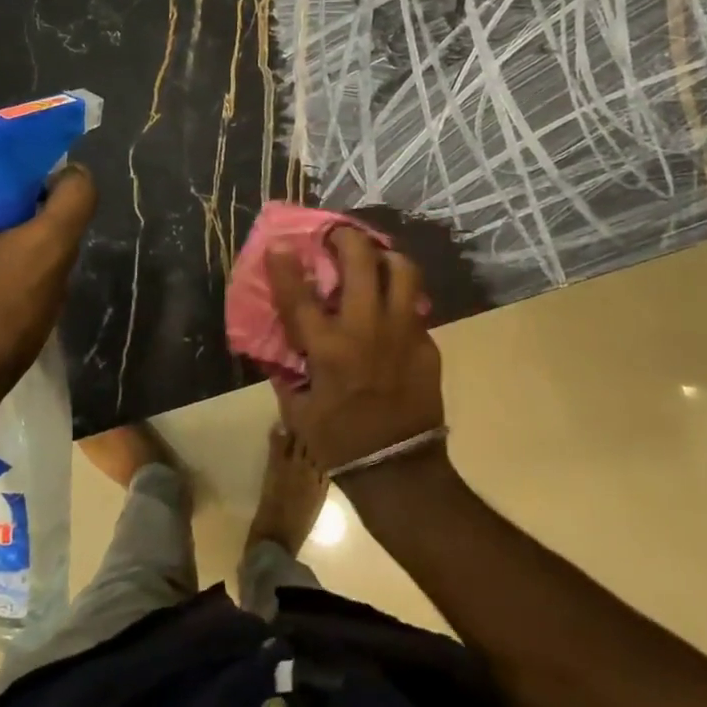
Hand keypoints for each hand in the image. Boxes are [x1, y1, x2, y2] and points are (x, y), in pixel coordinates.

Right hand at [264, 227, 444, 478]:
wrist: (398, 470)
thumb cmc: (340, 443)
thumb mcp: (298, 410)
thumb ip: (288, 372)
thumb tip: (280, 348)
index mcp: (328, 348)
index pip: (300, 296)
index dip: (285, 266)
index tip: (279, 244)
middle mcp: (366, 329)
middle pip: (361, 262)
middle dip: (347, 238)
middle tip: (339, 235)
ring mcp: (402, 332)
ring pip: (403, 271)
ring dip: (386, 257)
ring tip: (377, 258)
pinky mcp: (427, 344)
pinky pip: (415, 308)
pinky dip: (402, 300)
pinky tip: (394, 311)